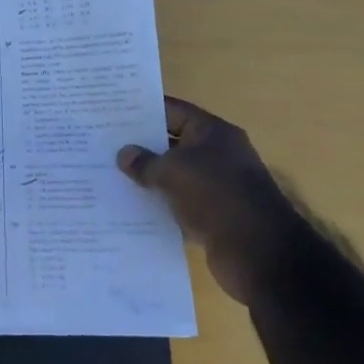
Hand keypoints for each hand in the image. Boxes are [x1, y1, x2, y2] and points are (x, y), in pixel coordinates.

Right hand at [118, 97, 303, 303]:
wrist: (259, 253)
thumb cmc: (216, 196)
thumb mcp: (173, 172)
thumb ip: (145, 162)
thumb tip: (124, 154)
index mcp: (213, 133)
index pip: (173, 111)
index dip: (144, 110)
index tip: (113, 112)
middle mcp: (217, 155)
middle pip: (172, 143)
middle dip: (141, 146)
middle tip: (104, 144)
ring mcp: (216, 187)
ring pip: (174, 176)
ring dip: (148, 178)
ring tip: (110, 175)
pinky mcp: (213, 216)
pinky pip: (179, 204)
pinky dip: (159, 205)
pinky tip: (130, 208)